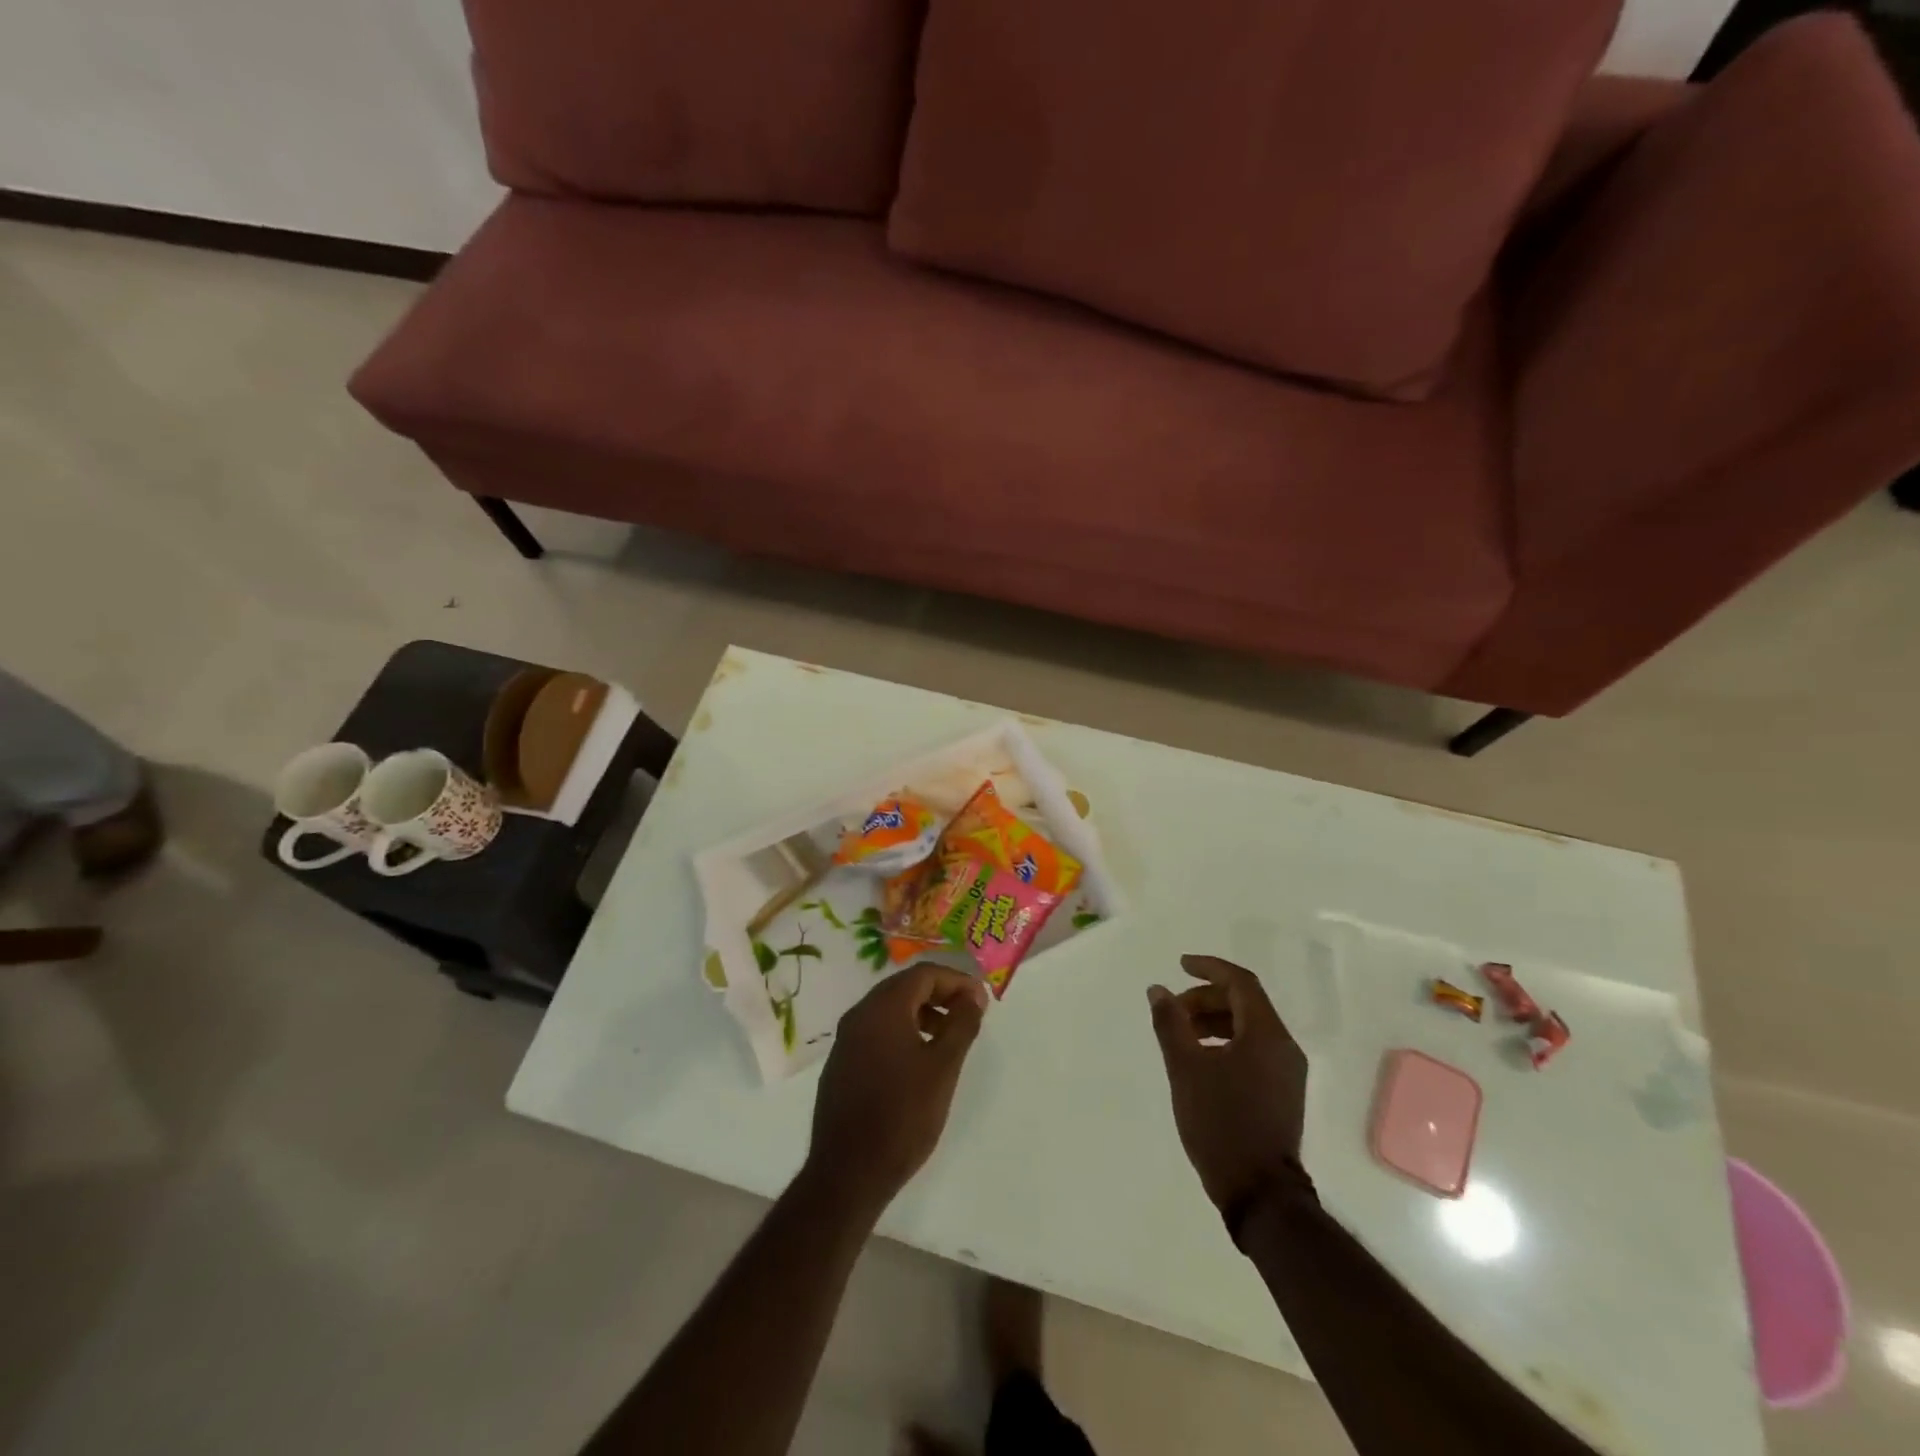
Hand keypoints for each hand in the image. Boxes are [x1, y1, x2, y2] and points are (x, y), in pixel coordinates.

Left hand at [804, 963, 988, 1217]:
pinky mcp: (841, 1063)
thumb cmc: (903, 1115)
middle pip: (904, 987)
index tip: (981, 1000)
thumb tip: (974, 996)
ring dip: (922, 1013)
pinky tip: (918, 1060)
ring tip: (948, 1038)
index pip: (924, 974)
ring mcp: (846, 1039)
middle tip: (968, 1014)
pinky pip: (876, 1031)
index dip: (956, 981)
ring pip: (889, 1009)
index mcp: (883, 1008)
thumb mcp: (943, 1067)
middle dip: (940, 994)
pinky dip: (902, 1031)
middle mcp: (859, 1014)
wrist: (848, 1173)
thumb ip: (961, 1025)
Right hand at [1149, 955, 1310, 1231]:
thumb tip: (1159, 990)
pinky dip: (1226, 1042)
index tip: (1180, 965)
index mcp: (1267, 1035)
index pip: (1241, 982)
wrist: (1259, 1193)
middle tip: (1173, 1010)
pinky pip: (1254, 1049)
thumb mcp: (1185, 1068)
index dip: (1209, 968)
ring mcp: (1287, 1072)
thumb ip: (1171, 1023)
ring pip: (1249, 1027)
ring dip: (1214, 1020)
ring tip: (1181, 1034)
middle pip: (1245, 1003)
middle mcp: (1284, 1047)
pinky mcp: (1282, 1093)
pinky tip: (1201, 1059)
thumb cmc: (1220, 1123)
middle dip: (1206, 998)